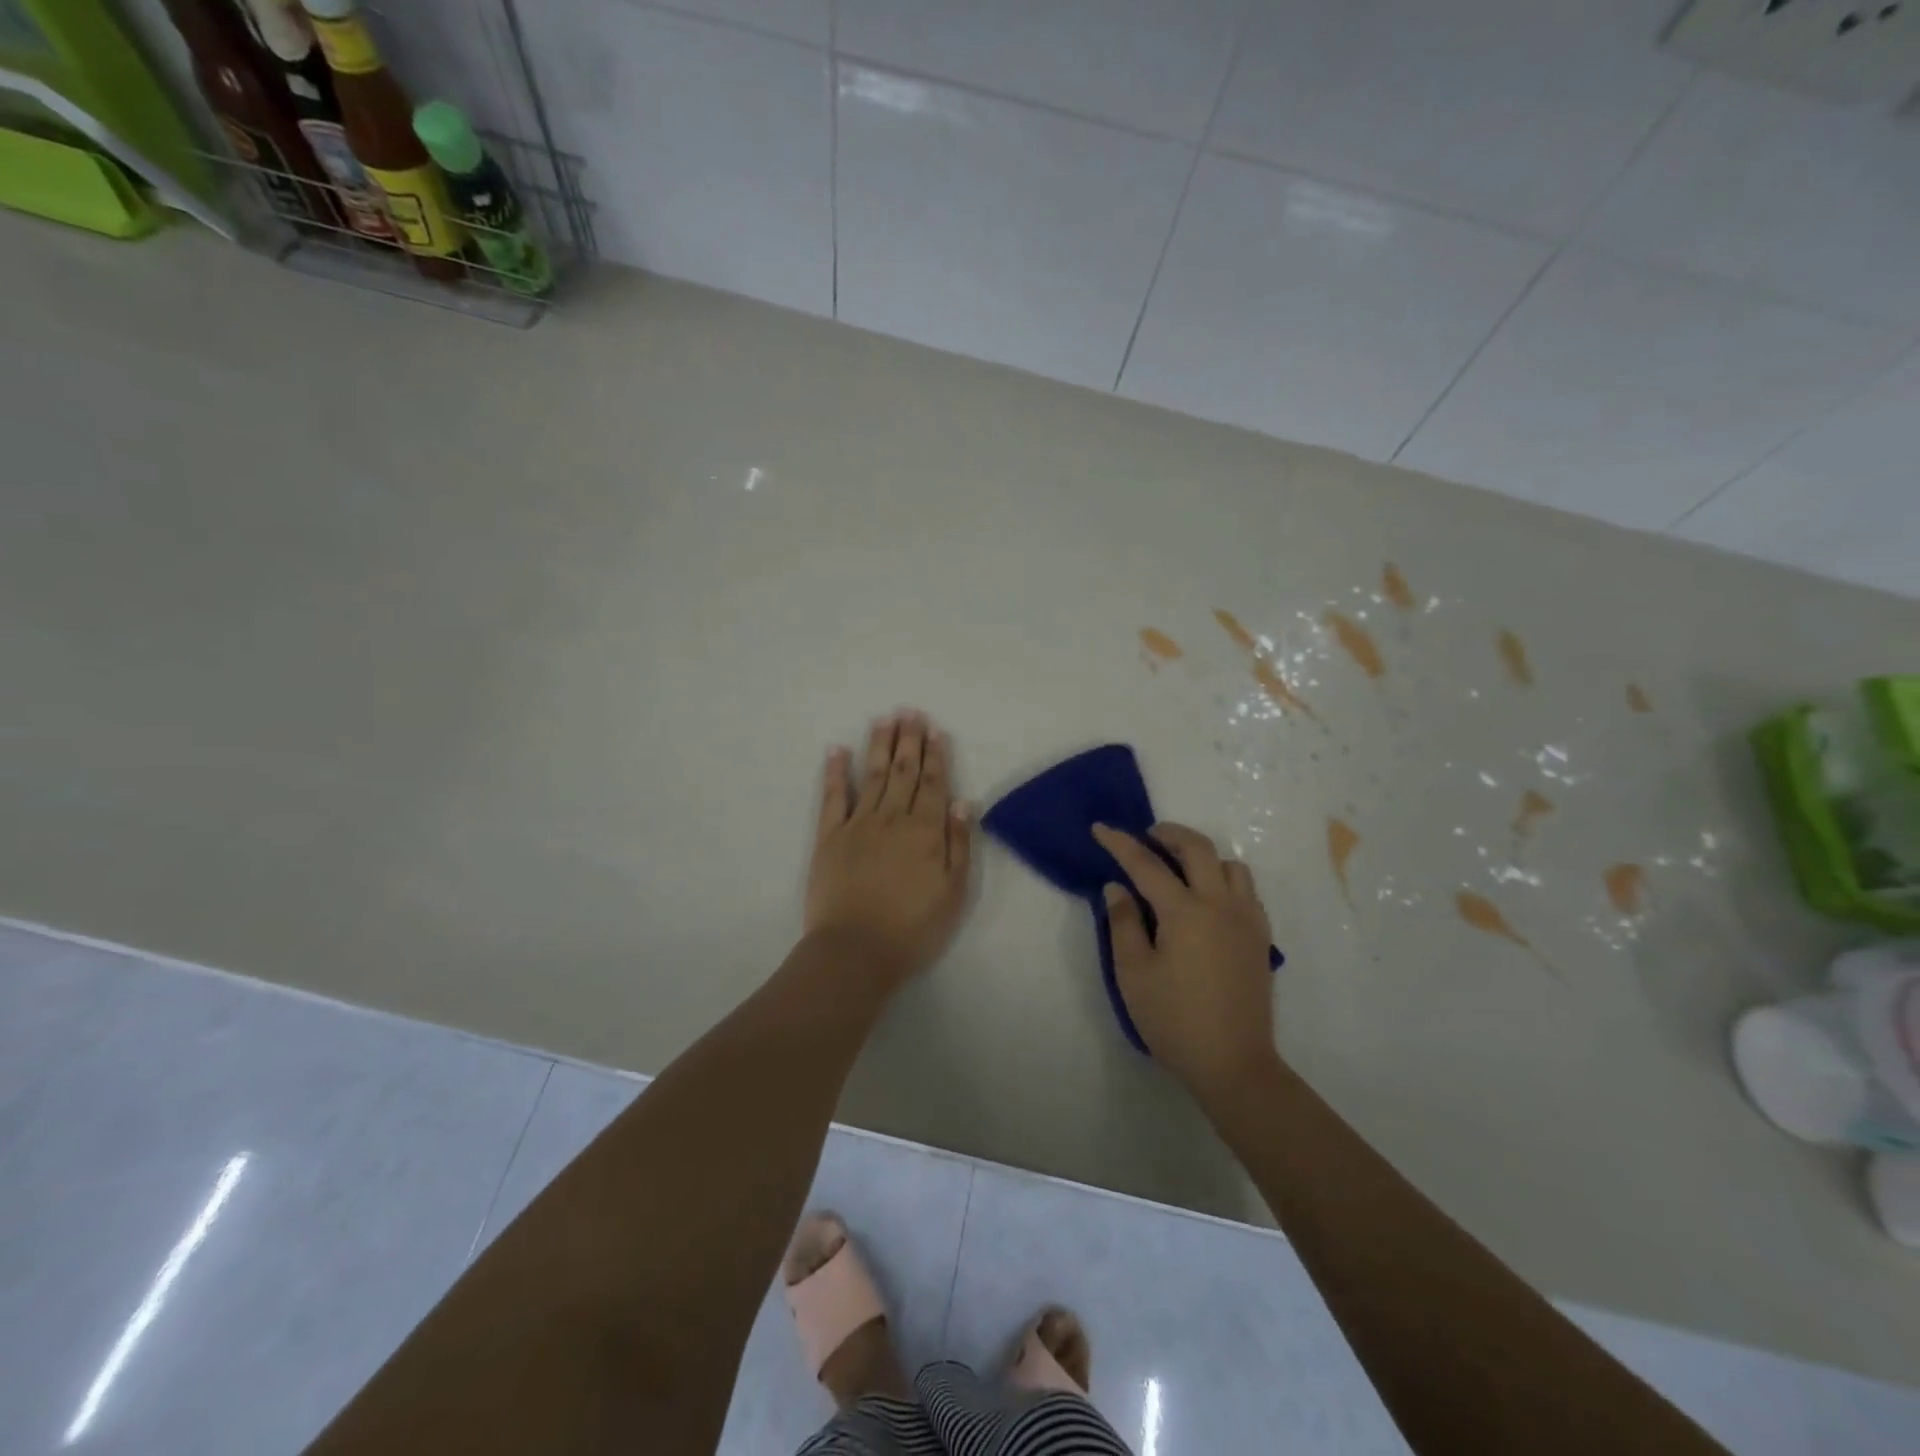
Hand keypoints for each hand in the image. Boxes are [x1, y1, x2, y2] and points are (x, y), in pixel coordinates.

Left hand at [805, 711, 972, 986]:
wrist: (856, 951)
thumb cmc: (913, 928)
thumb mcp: (954, 893)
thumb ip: (959, 844)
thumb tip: (962, 801)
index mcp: (926, 831)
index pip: (933, 784)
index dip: (935, 755)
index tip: (934, 730)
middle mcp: (893, 818)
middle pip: (903, 772)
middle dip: (908, 740)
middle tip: (909, 711)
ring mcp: (858, 824)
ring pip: (873, 776)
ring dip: (879, 746)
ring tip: (884, 719)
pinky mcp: (829, 837)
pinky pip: (832, 797)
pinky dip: (835, 772)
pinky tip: (838, 750)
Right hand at [1091, 822, 1278, 1096]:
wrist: (1233, 1064)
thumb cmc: (1174, 1020)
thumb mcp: (1134, 974)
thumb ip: (1123, 924)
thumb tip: (1118, 887)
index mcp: (1185, 912)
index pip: (1147, 865)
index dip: (1120, 843)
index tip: (1101, 828)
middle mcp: (1220, 905)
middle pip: (1199, 849)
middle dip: (1170, 834)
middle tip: (1148, 837)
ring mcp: (1246, 920)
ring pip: (1231, 865)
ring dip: (1203, 856)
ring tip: (1180, 869)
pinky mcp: (1260, 938)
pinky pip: (1246, 890)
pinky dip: (1225, 879)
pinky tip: (1208, 900)